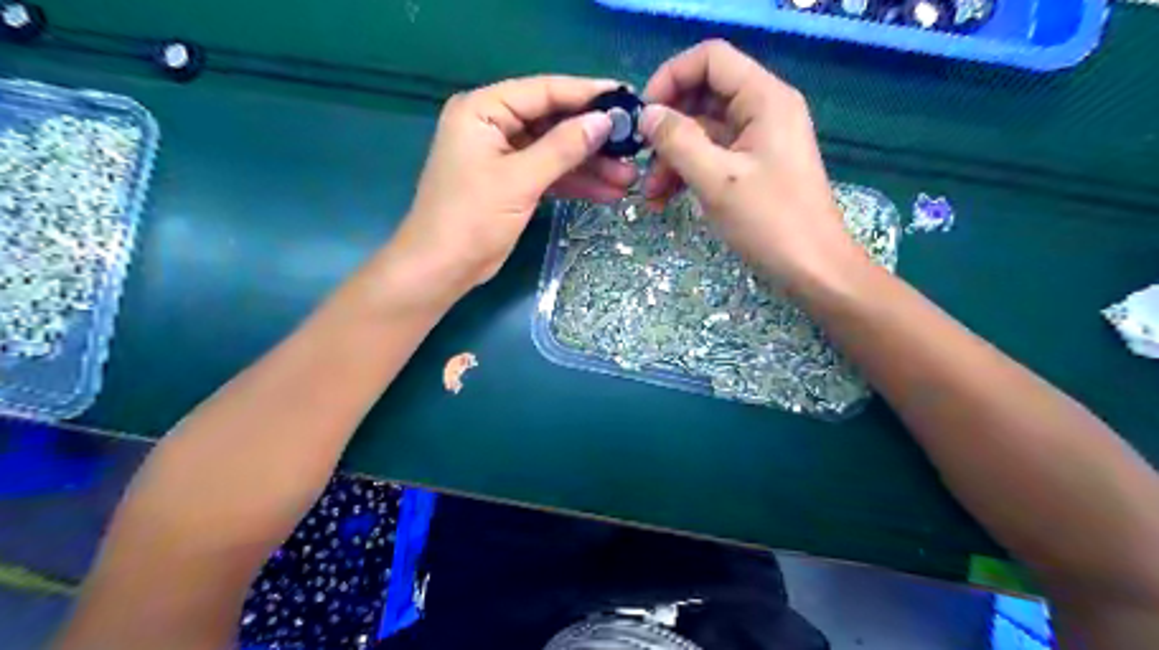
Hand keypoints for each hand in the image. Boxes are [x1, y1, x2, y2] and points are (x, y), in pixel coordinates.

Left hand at [392, 72, 642, 293]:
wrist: (442, 269)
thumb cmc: (472, 218)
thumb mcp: (520, 180)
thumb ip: (563, 148)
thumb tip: (604, 121)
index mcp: (483, 110)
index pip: (542, 91)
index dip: (586, 94)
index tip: (626, 97)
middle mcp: (492, 126)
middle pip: (552, 122)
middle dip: (592, 139)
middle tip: (633, 145)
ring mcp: (503, 156)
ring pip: (555, 152)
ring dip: (589, 166)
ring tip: (628, 177)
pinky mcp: (511, 183)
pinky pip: (549, 175)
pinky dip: (575, 184)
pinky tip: (607, 193)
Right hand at [637, 39, 863, 286]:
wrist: (813, 269)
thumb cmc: (770, 222)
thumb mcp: (717, 180)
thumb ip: (678, 141)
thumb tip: (647, 115)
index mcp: (764, 99)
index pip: (710, 60)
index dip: (671, 78)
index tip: (644, 116)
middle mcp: (762, 110)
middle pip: (703, 96)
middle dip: (668, 128)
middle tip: (641, 159)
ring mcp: (758, 140)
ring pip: (703, 132)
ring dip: (672, 158)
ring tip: (650, 195)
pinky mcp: (753, 167)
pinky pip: (712, 156)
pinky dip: (687, 173)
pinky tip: (665, 200)